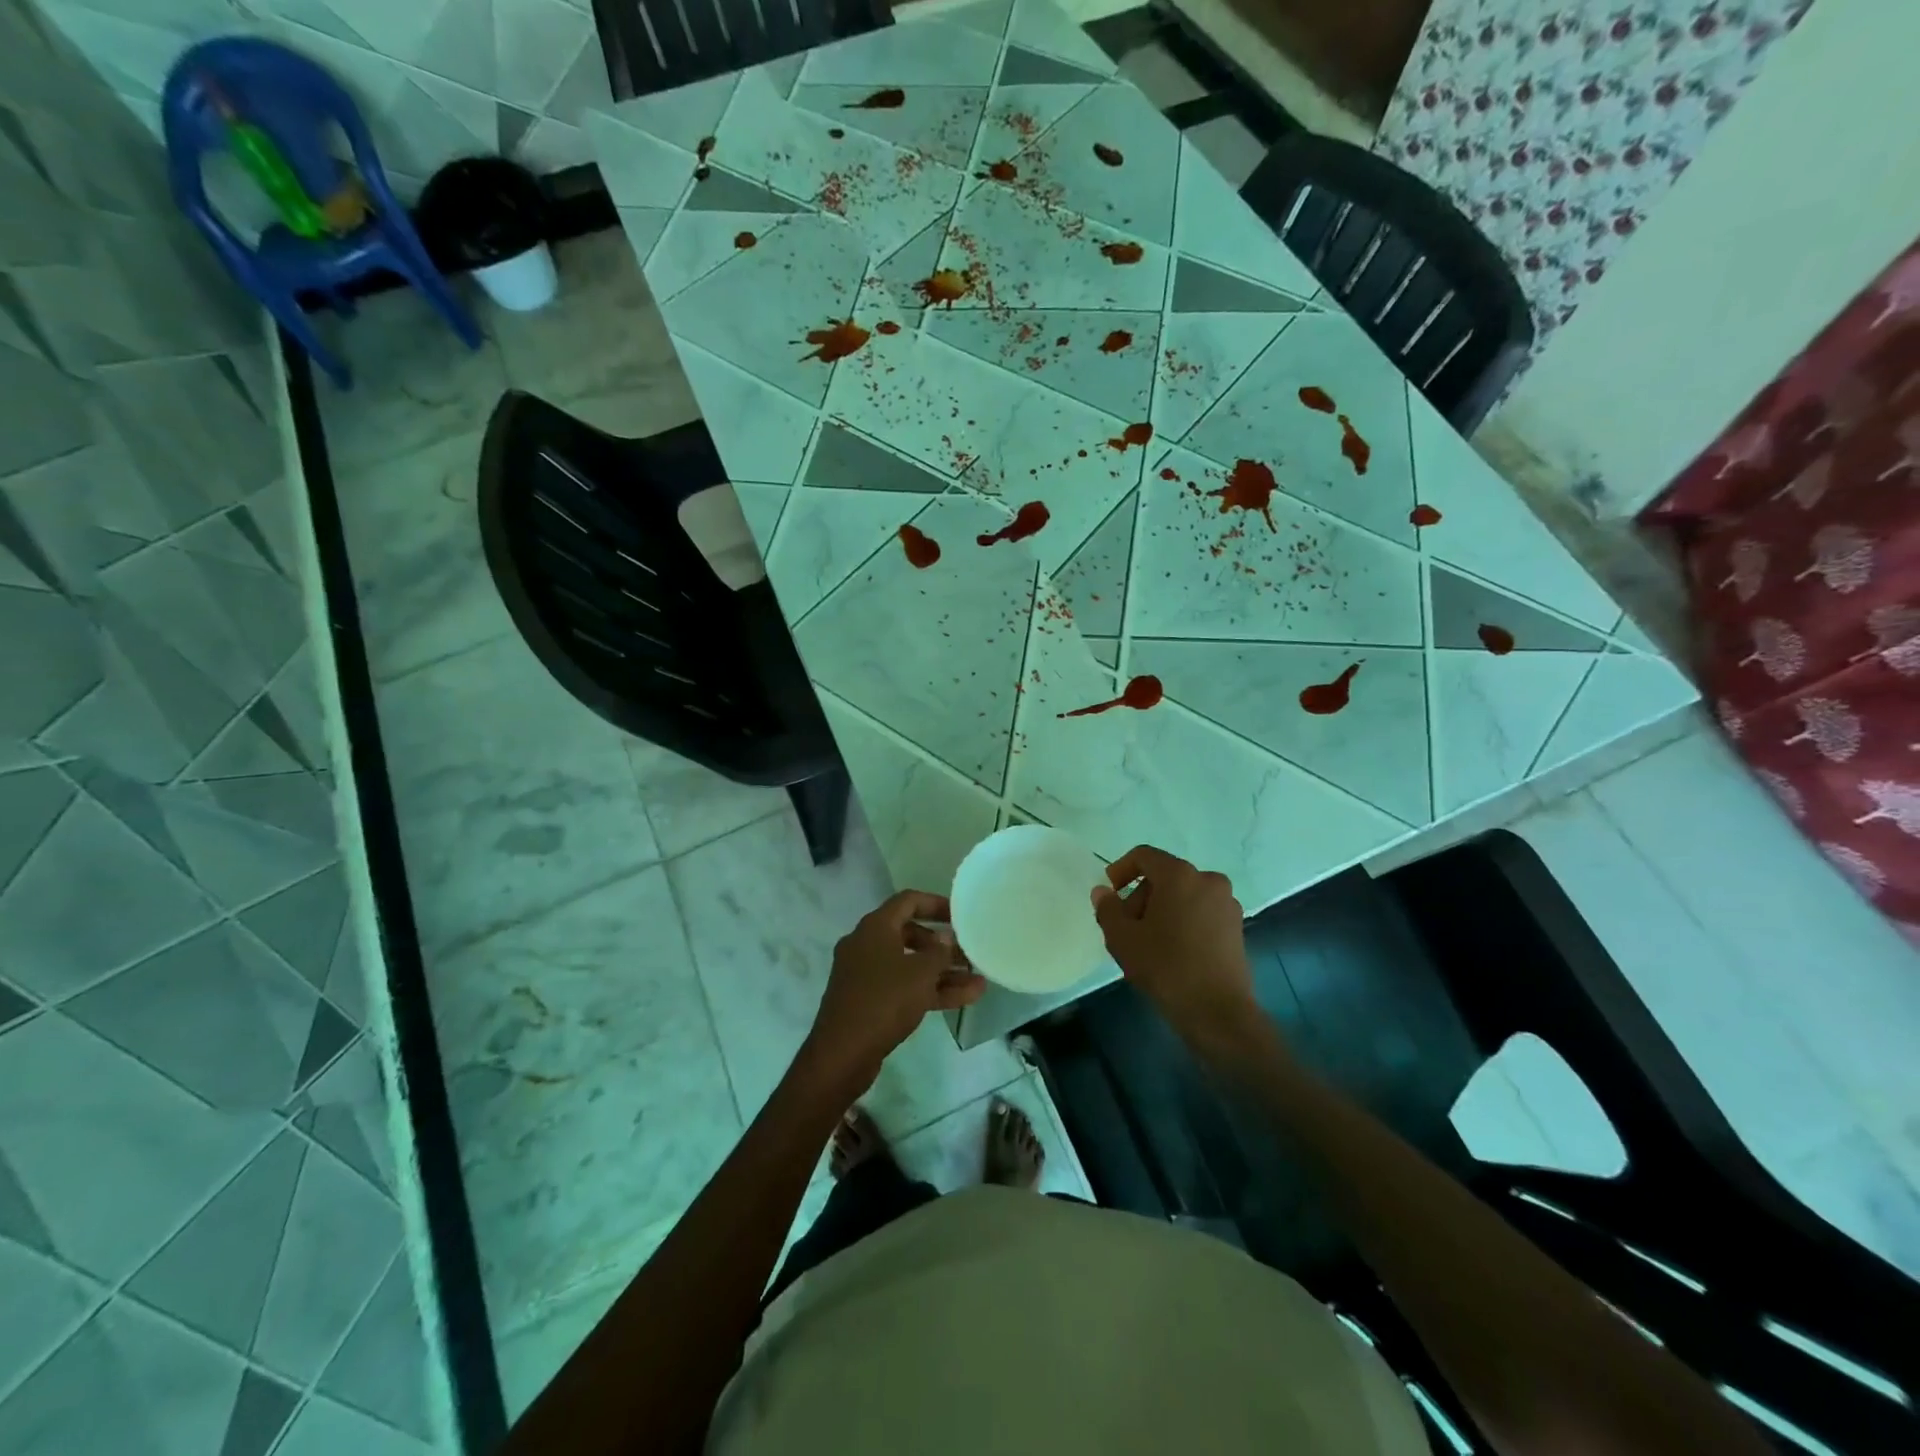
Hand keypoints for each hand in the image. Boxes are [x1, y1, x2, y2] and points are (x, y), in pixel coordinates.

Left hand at [802, 890, 986, 1089]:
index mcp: (875, 928)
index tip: (961, 915)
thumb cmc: (884, 1000)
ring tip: (978, 980)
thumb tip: (945, 938)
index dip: (936, 904)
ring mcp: (865, 974)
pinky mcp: (868, 1001)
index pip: (908, 901)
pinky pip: (903, 987)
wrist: (842, 1053)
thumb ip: (939, 952)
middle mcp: (867, 945)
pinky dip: (929, 990)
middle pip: (910, 934)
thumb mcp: (921, 973)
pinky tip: (964, 1000)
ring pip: (909, 965)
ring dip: (942, 972)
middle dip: (942, 944)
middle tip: (968, 952)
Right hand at [1093, 846, 1256, 1045]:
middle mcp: (1208, 880)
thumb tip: (1103, 892)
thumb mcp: (1122, 938)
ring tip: (1148, 943)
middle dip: (1141, 896)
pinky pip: (1201, 912)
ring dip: (1162, 910)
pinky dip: (1183, 921)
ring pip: (1183, 895)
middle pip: (1164, 876)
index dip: (1121, 870)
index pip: (1144, 856)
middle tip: (1126, 927)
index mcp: (1180, 875)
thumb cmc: (1165, 967)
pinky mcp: (1236, 927)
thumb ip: (1107, 908)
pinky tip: (1172, 952)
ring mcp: (1226, 903)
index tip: (1110, 894)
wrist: (1217, 1011)